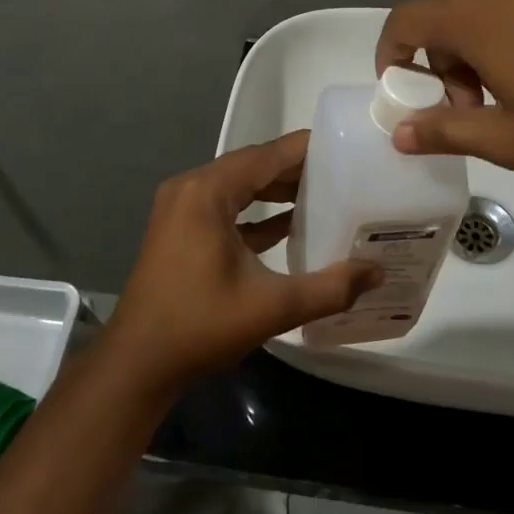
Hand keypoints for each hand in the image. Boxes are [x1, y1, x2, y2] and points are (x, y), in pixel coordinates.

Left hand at [104, 131, 381, 390]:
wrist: (137, 364)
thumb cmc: (200, 327)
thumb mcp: (271, 307)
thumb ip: (329, 288)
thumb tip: (377, 272)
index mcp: (208, 192)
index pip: (267, 155)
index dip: (308, 149)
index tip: (348, 148)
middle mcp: (191, 188)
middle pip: (253, 166)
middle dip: (296, 169)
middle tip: (344, 174)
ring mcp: (182, 208)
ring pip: (239, 186)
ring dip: (276, 189)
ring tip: (325, 194)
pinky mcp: (180, 229)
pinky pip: (226, 207)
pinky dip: (256, 212)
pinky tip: (290, 224)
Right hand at [376, 0, 513, 168]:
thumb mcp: (510, 138)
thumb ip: (445, 132)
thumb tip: (399, 134)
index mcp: (469, 12)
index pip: (403, 22)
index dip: (391, 55)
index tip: (404, 89)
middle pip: (447, 16)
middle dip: (447, 63)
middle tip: (479, 106)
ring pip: (491, 4)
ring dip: (487, 44)